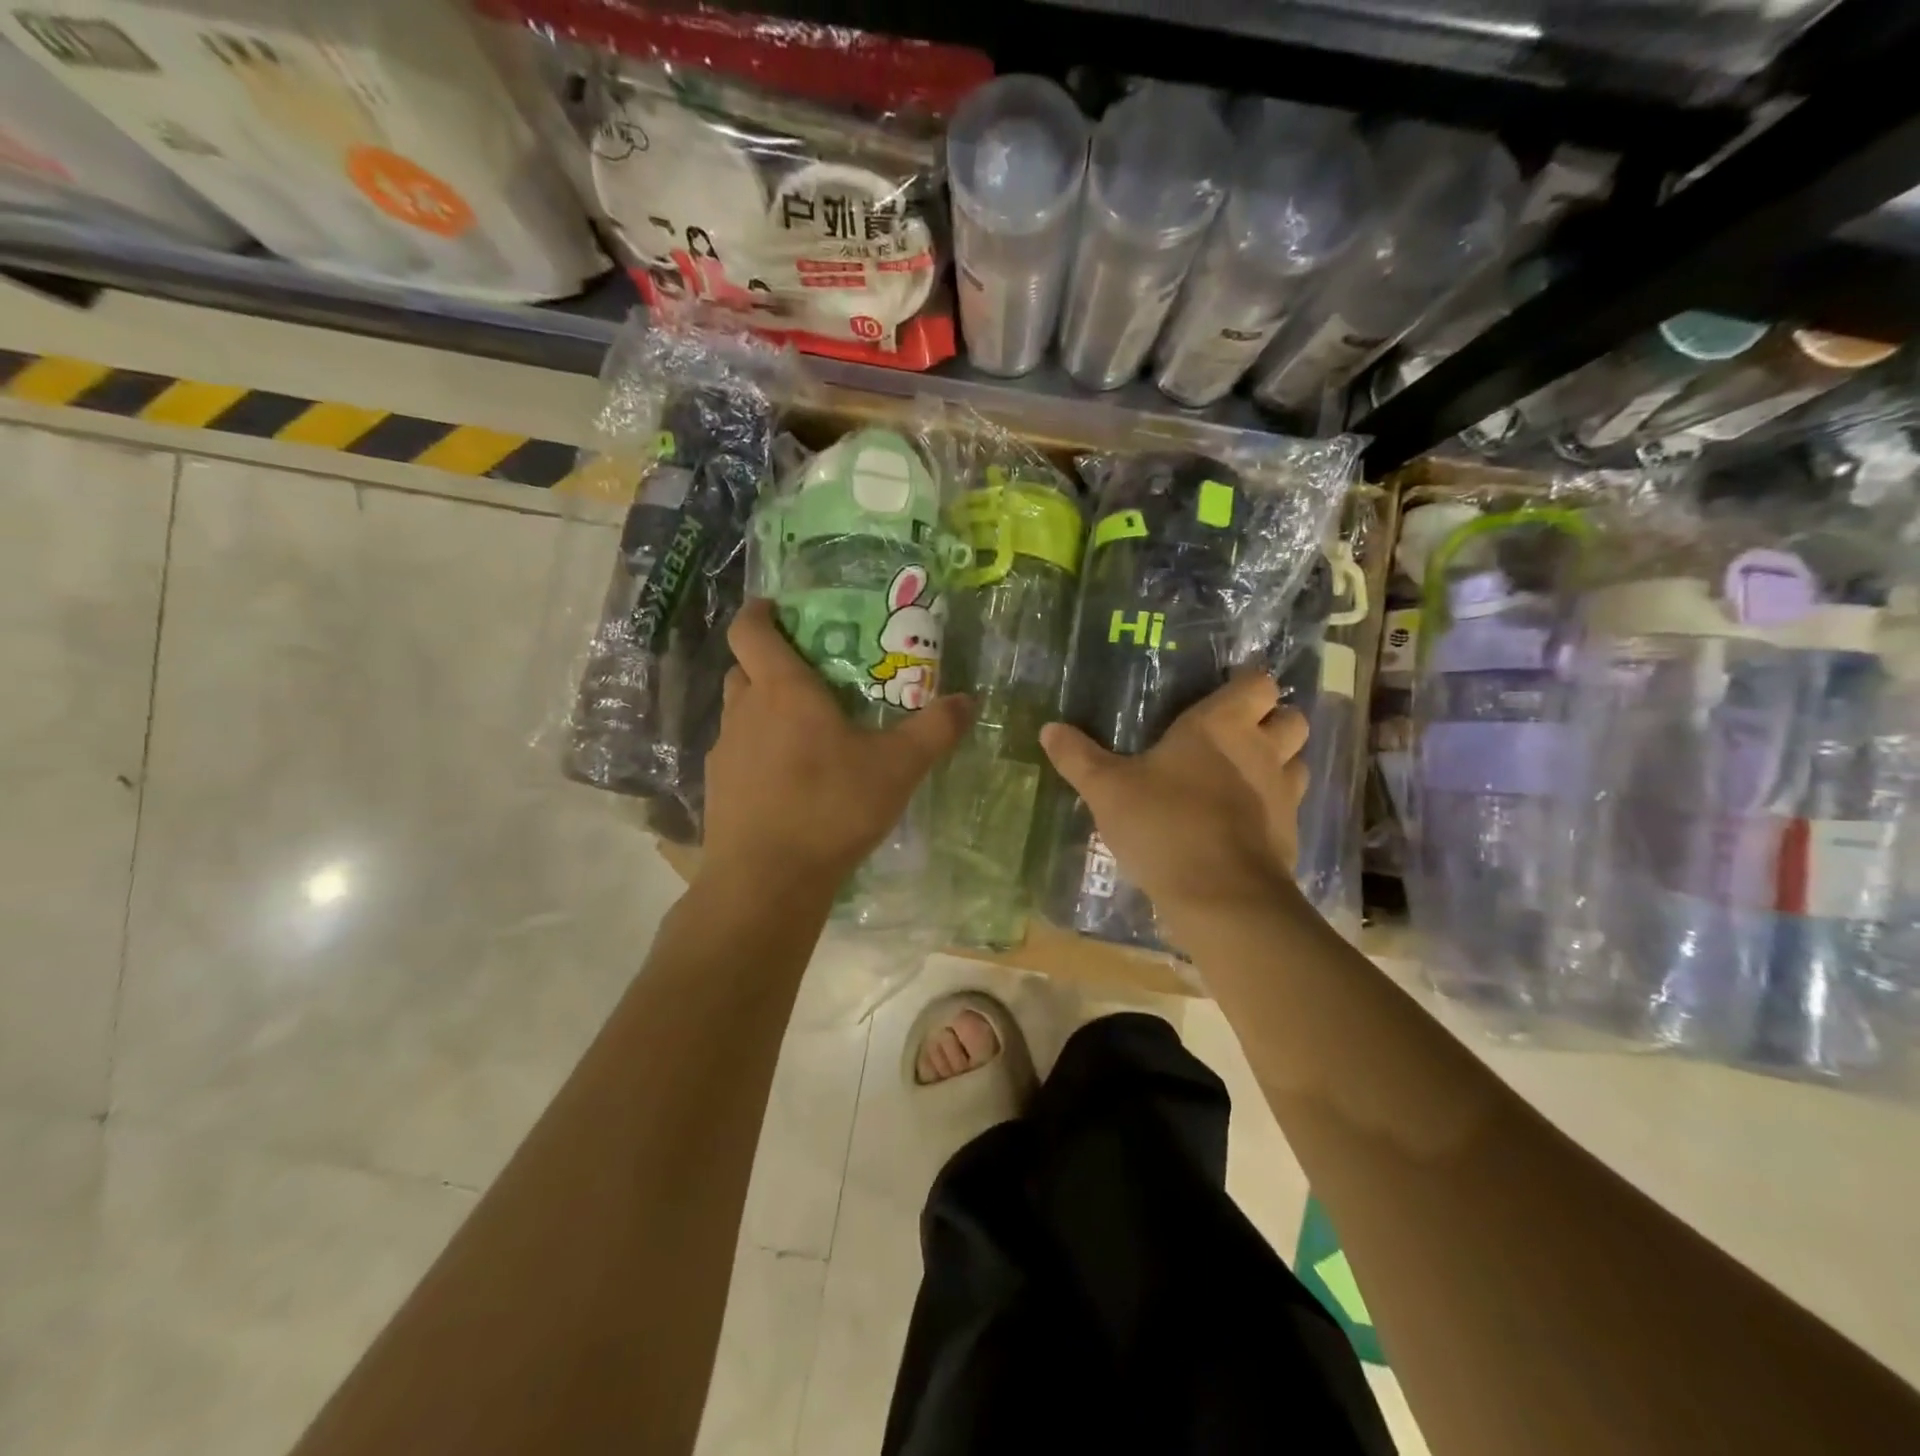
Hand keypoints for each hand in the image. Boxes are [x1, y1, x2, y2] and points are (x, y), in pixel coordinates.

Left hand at [701, 599, 969, 898]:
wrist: (767, 881)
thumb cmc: (831, 807)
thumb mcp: (898, 768)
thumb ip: (935, 730)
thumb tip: (968, 701)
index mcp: (782, 690)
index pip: (750, 630)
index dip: (759, 612)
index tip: (777, 609)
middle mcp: (745, 712)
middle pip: (744, 669)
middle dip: (770, 663)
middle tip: (811, 675)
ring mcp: (726, 752)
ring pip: (740, 712)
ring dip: (764, 709)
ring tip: (806, 731)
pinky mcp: (718, 789)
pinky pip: (738, 753)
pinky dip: (758, 751)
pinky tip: (789, 779)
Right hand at [1039, 671, 1309, 946]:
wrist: (1221, 897)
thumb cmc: (1164, 826)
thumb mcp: (1107, 790)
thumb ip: (1078, 758)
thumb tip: (1048, 728)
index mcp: (1221, 725)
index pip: (1259, 683)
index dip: (1246, 686)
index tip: (1222, 696)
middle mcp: (1262, 750)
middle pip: (1292, 717)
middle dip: (1272, 720)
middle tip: (1234, 736)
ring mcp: (1283, 793)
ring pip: (1297, 760)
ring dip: (1278, 761)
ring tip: (1242, 775)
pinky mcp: (1290, 833)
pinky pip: (1290, 805)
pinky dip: (1272, 805)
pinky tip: (1241, 821)